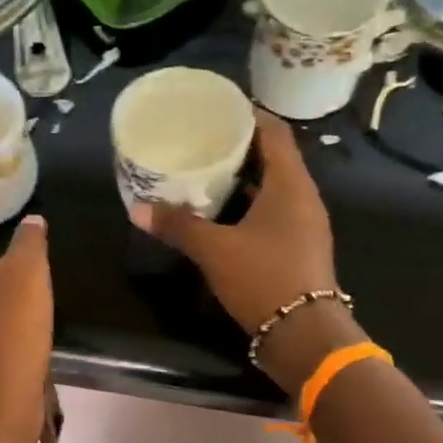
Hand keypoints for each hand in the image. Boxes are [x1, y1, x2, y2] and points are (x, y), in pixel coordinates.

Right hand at [129, 112, 363, 392]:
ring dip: (243, 179)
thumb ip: (178, 226)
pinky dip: (249, 205)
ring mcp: (304, 224)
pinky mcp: (299, 248)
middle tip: (202, 141)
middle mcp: (303, 197)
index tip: (217, 108)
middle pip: (273, 157)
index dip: (247, 114)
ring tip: (206, 173)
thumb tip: (138, 209)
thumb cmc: (263, 278)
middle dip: (239, 147)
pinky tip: (222, 215)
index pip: (273, 131)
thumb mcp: (214, 250)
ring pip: (273, 188)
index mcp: (290, 184)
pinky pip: (273, 213)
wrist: (304, 335)